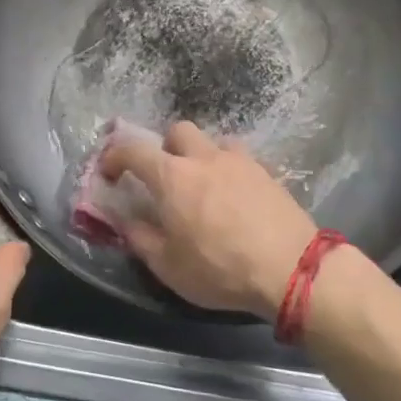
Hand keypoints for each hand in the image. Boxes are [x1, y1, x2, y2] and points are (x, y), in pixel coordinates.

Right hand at [100, 121, 316, 316]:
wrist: (291, 269)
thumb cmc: (220, 270)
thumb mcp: (167, 265)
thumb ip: (140, 237)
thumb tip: (125, 220)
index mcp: (172, 177)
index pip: (133, 149)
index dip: (114, 156)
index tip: (109, 173)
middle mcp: (205, 158)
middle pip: (178, 131)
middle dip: (164, 147)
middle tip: (164, 177)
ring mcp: (240, 162)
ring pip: (213, 141)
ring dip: (201, 156)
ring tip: (203, 186)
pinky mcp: (268, 173)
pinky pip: (240, 160)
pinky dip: (228, 171)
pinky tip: (234, 198)